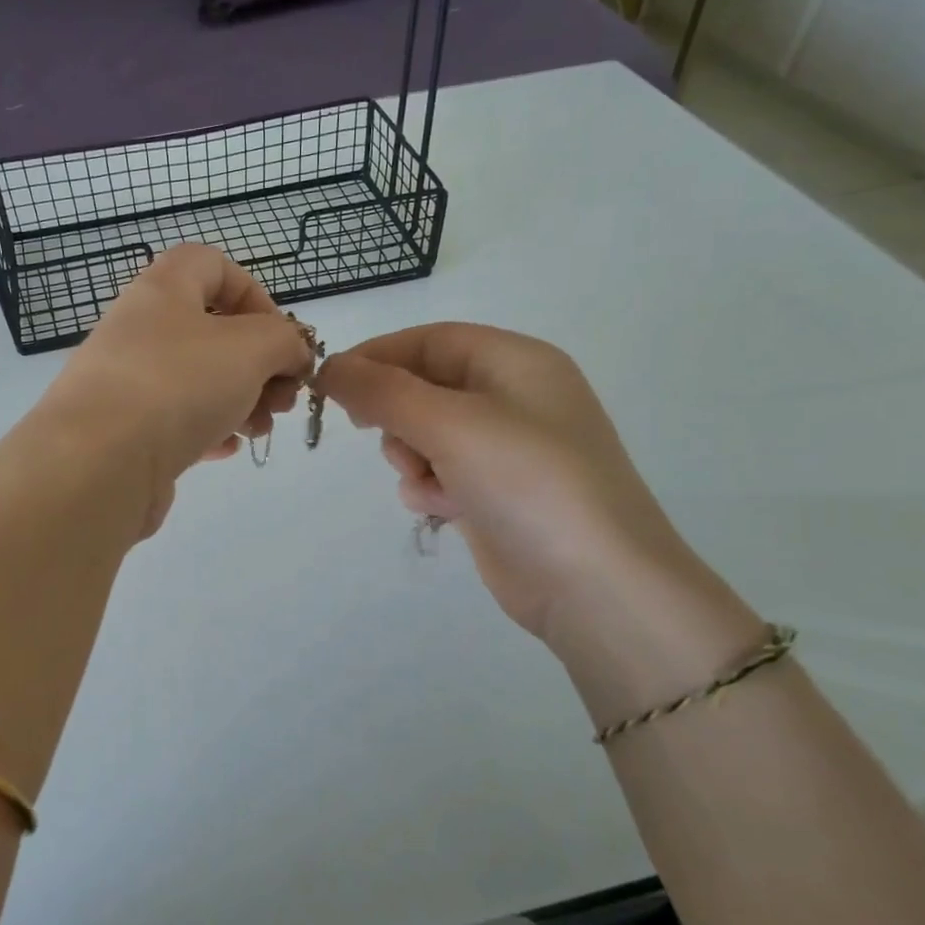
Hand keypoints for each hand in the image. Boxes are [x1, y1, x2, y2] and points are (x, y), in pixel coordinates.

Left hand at [38, 245, 313, 533]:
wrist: (97, 463)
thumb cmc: (178, 385)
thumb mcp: (251, 348)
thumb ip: (284, 341)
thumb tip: (293, 354)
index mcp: (163, 290)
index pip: (211, 264)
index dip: (254, 293)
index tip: (280, 336)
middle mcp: (139, 328)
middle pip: (211, 331)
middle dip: (259, 362)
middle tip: (283, 396)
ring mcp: (127, 381)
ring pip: (197, 380)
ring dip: (241, 400)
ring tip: (261, 428)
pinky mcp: (124, 430)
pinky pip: (176, 420)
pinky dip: (208, 429)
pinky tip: (227, 448)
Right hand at [317, 323, 694, 639]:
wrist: (594, 585)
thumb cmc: (527, 483)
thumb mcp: (451, 424)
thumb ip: (384, 391)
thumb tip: (331, 368)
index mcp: (516, 362)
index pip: (431, 340)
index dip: (378, 355)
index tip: (331, 381)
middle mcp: (514, 399)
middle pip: (426, 386)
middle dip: (395, 412)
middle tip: (371, 431)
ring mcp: (507, 450)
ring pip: (426, 433)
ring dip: (410, 455)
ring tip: (425, 481)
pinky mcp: (497, 494)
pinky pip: (441, 472)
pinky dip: (430, 486)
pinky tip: (441, 508)